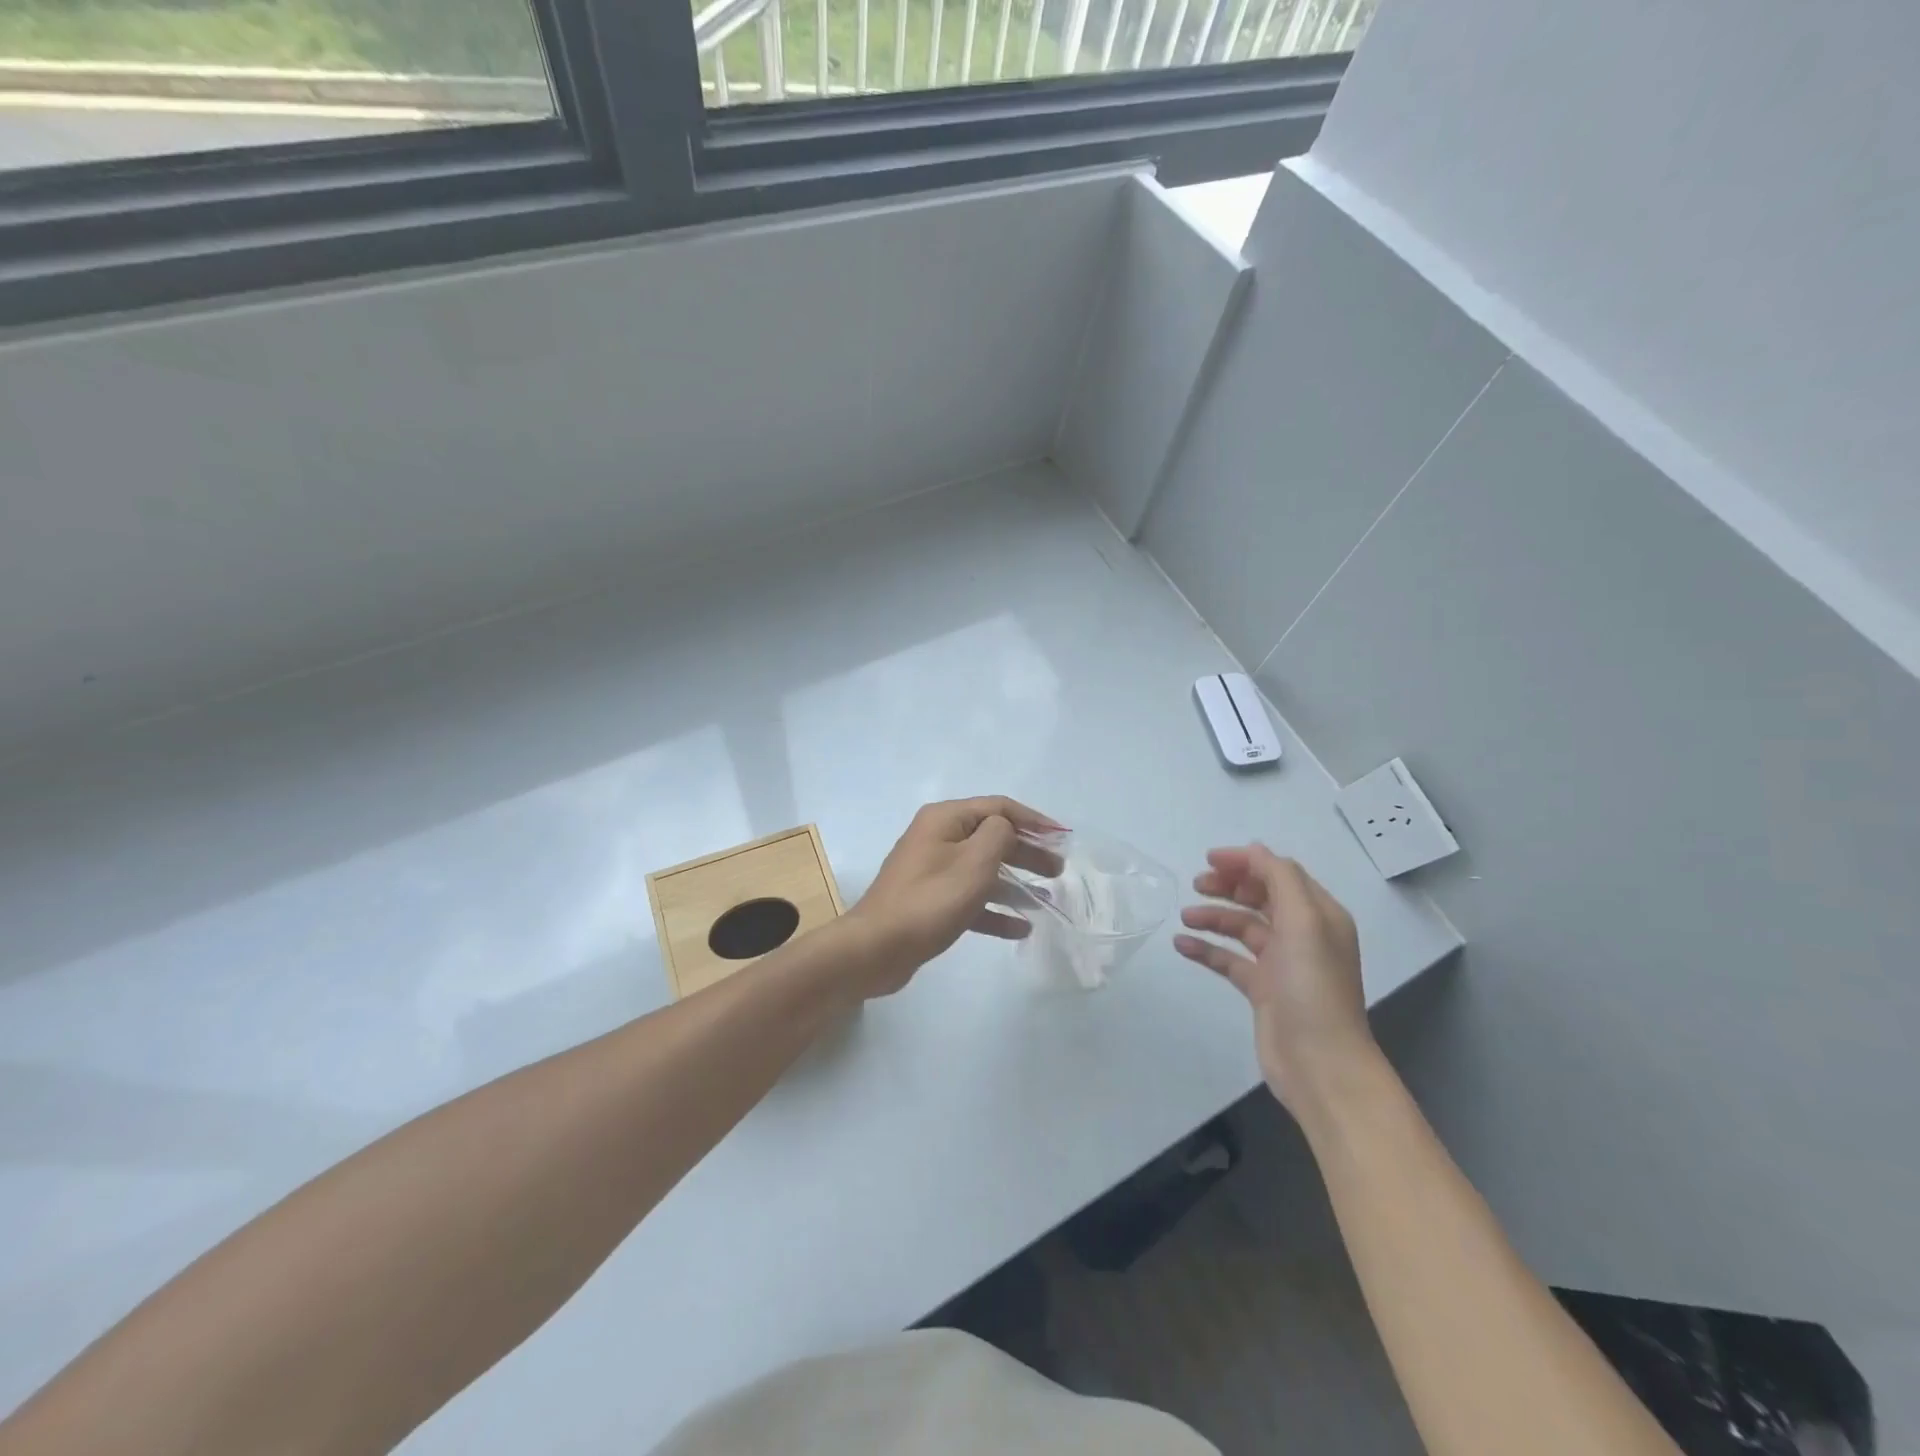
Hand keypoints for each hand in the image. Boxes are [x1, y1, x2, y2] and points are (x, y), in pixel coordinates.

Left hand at [843, 797, 1064, 994]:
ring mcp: (932, 870)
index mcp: (945, 818)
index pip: (998, 807)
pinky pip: (970, 897)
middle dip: (1027, 852)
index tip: (1063, 839)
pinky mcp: (930, 901)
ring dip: (1016, 882)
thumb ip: (999, 834)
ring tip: (1048, 899)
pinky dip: (994, 908)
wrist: (876, 948)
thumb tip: (1005, 829)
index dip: (1034, 820)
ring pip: (983, 869)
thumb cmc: (931, 900)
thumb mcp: (975, 861)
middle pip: (992, 837)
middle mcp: (937, 837)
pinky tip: (1020, 928)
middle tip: (1057, 871)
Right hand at [1173, 845, 1375, 1113]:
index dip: (1246, 862)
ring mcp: (1282, 964)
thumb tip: (1254, 850)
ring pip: (1242, 927)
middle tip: (1196, 883)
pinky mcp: (1263, 990)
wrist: (1321, 1065)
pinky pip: (1229, 960)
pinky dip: (1207, 949)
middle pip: (1261, 897)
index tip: (1209, 859)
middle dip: (1229, 886)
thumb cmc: (1313, 988)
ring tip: (1185, 916)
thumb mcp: (1303, 922)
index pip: (1280, 874)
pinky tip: (1181, 944)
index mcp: (1319, 915)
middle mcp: (1303, 935)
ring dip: (1214, 916)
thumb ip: (1279, 879)